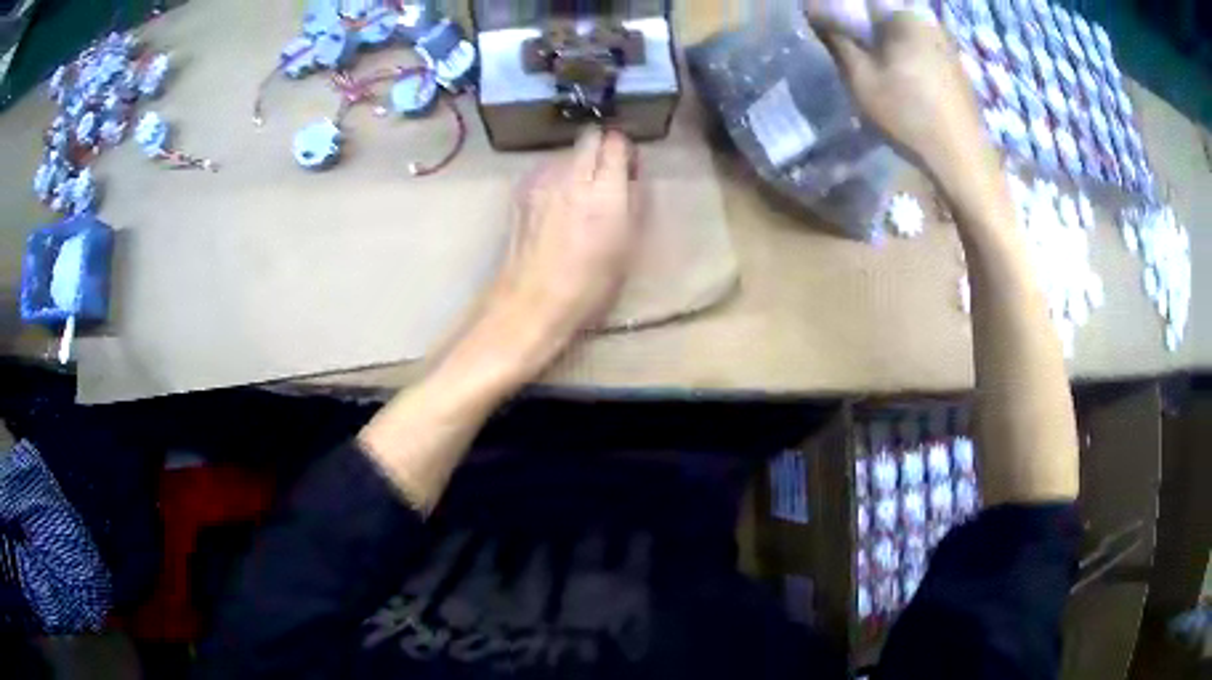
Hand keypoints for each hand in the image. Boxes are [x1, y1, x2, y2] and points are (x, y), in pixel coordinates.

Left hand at [449, 128, 640, 384]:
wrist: (531, 299)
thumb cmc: (589, 283)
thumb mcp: (627, 245)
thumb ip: (632, 202)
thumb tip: (629, 178)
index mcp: (604, 190)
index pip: (616, 142)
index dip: (625, 150)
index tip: (628, 166)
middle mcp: (571, 175)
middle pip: (590, 137)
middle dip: (601, 148)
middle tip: (606, 173)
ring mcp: (541, 179)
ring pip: (566, 153)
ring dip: (577, 164)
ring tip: (578, 193)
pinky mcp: (521, 190)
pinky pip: (545, 169)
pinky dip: (555, 177)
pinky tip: (555, 202)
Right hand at [806, 3, 989, 180]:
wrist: (962, 160)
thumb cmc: (908, 115)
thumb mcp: (860, 77)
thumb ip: (836, 37)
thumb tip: (812, 6)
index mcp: (904, 16)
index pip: (865, 3)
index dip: (846, 16)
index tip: (841, 39)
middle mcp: (930, 23)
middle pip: (887, 18)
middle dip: (869, 32)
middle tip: (859, 60)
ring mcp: (949, 47)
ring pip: (907, 37)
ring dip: (891, 49)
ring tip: (882, 77)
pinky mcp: (958, 70)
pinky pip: (925, 54)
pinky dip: (911, 63)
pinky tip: (908, 89)